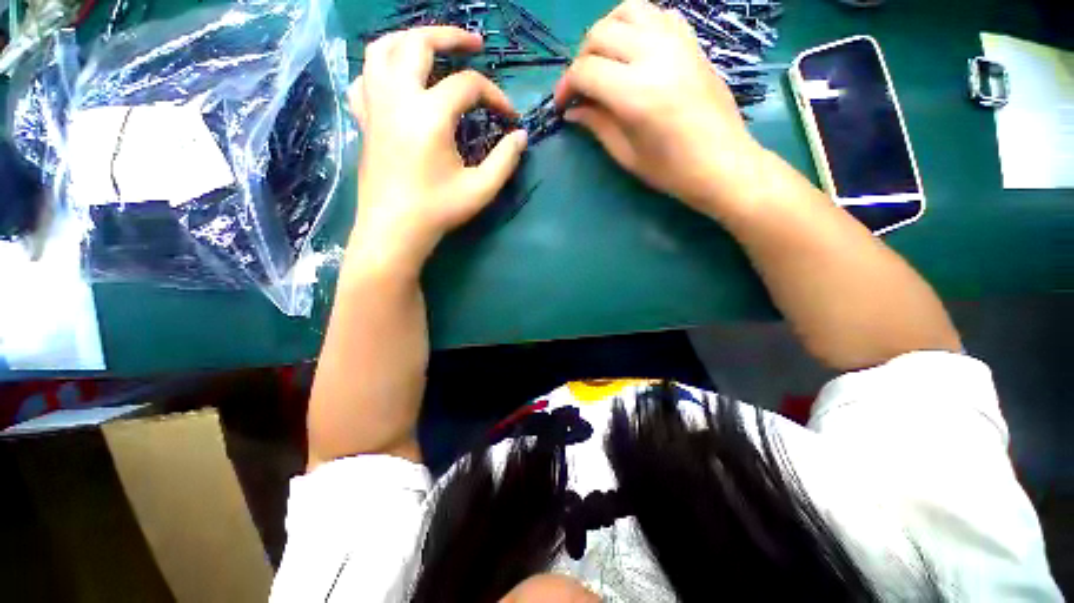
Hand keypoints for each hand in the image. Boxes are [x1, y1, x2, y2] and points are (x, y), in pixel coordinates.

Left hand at [349, 26, 528, 272]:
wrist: (394, 231)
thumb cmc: (438, 211)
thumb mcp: (481, 189)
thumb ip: (505, 159)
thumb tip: (521, 136)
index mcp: (429, 115)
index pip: (469, 86)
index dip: (496, 97)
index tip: (510, 118)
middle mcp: (398, 98)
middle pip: (419, 43)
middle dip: (451, 37)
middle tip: (475, 44)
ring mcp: (376, 107)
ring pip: (383, 49)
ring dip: (411, 40)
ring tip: (433, 48)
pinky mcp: (365, 121)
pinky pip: (365, 79)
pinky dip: (381, 68)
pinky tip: (396, 79)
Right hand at [554, 0, 766, 217]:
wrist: (722, 163)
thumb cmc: (671, 170)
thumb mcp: (626, 154)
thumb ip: (597, 125)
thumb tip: (572, 110)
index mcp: (635, 93)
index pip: (585, 71)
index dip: (565, 86)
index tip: (562, 105)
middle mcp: (654, 56)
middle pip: (600, 33)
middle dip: (581, 59)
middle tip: (581, 87)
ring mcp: (676, 42)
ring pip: (627, 10)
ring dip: (606, 32)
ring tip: (603, 61)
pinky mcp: (691, 42)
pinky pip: (657, 14)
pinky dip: (636, 24)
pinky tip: (633, 49)